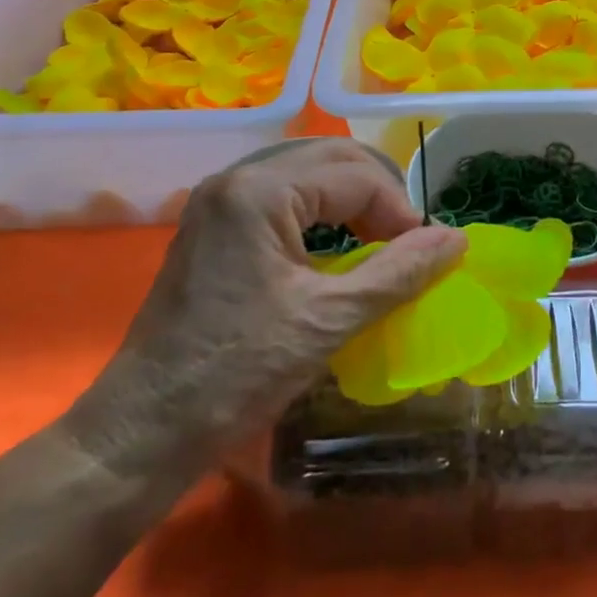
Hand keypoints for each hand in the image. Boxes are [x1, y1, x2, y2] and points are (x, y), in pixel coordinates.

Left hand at [66, 139, 464, 479]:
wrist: (139, 437)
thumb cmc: (234, 375)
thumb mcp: (328, 321)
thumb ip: (400, 273)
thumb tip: (457, 239)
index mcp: (260, 190)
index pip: (355, 176)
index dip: (399, 211)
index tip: (425, 256)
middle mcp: (237, 179)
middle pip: (332, 159)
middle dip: (379, 196)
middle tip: (406, 243)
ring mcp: (220, 201)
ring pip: (309, 173)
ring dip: (352, 200)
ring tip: (379, 243)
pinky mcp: (214, 227)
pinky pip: (284, 197)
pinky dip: (321, 213)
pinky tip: (335, 249)